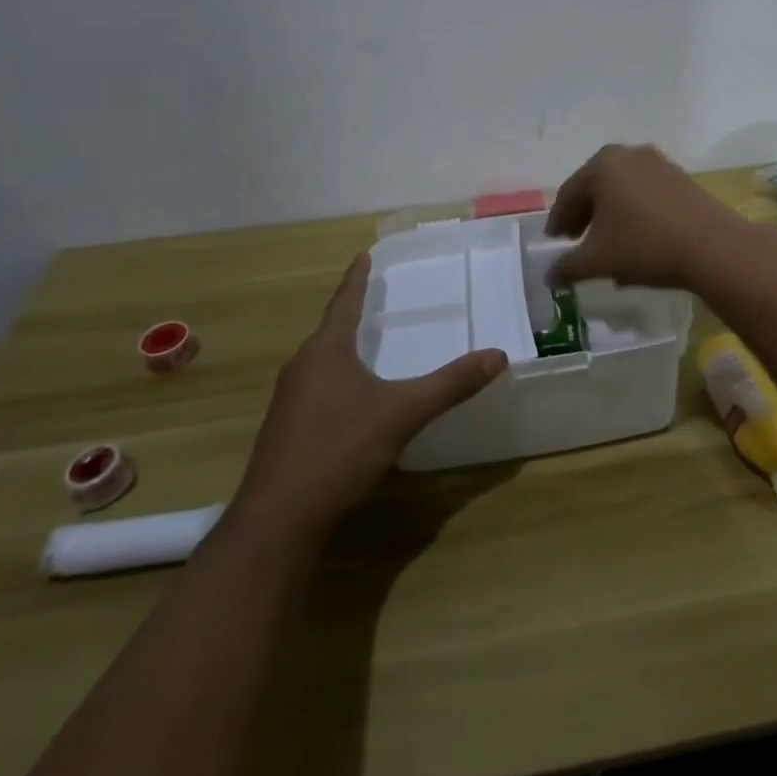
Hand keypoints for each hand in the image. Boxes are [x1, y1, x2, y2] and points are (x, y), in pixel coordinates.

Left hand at [236, 253, 506, 538]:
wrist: (277, 520)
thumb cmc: (339, 451)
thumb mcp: (402, 414)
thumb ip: (450, 384)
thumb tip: (498, 355)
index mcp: (326, 351)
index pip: (344, 302)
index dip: (356, 278)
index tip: (363, 254)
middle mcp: (302, 367)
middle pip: (330, 330)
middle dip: (351, 312)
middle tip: (375, 297)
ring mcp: (288, 400)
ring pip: (321, 361)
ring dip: (343, 347)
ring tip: (366, 342)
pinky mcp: (285, 430)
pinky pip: (316, 388)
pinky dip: (337, 378)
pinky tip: (351, 398)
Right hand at [546, 143, 751, 289]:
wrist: (713, 246)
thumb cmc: (644, 245)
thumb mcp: (598, 260)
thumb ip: (567, 267)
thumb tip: (549, 277)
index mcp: (602, 165)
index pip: (569, 194)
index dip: (558, 221)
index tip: (554, 243)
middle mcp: (629, 155)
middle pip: (596, 188)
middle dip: (584, 217)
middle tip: (576, 243)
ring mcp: (659, 164)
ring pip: (622, 192)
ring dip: (610, 217)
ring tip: (607, 247)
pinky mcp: (682, 178)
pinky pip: (646, 195)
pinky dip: (634, 214)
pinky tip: (636, 242)